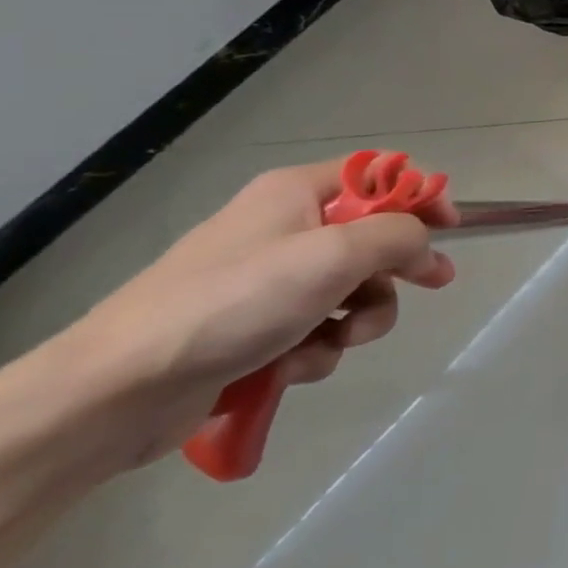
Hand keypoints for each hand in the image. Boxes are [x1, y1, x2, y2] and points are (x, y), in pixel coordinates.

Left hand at [71, 160, 456, 463]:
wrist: (114, 392)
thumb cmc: (234, 303)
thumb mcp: (334, 255)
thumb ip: (400, 236)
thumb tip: (428, 246)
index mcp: (297, 193)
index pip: (380, 175)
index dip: (421, 196)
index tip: (452, 227)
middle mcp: (284, 228)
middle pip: (372, 238)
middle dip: (394, 270)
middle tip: (430, 284)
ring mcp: (267, 282)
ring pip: (351, 291)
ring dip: (358, 319)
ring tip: (334, 342)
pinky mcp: (254, 330)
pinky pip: (317, 330)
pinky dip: (317, 348)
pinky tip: (293, 366)